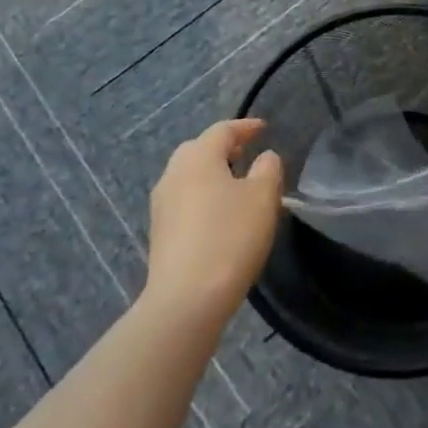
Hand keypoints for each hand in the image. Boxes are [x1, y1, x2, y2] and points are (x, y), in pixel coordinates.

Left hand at [144, 119, 283, 325]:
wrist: (186, 300)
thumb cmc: (230, 237)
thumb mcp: (263, 197)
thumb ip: (268, 169)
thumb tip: (264, 157)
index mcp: (198, 157)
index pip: (223, 130)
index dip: (245, 127)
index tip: (264, 128)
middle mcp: (174, 174)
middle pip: (199, 150)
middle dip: (223, 148)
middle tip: (247, 153)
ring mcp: (162, 205)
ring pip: (189, 176)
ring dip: (212, 174)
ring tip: (237, 185)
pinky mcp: (160, 233)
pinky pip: (185, 201)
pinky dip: (203, 197)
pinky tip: (220, 215)